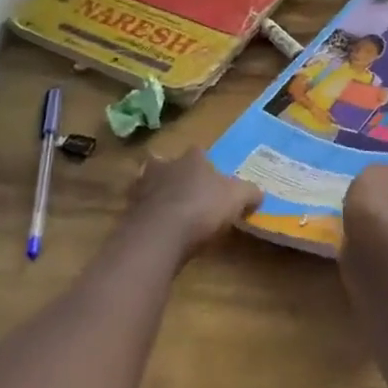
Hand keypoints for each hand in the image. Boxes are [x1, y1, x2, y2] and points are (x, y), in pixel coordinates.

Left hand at [123, 147, 262, 258]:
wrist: (160, 234)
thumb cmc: (203, 207)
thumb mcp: (238, 198)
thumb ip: (250, 193)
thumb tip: (258, 193)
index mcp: (192, 158)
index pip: (199, 152)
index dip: (206, 165)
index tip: (212, 180)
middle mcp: (165, 165)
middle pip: (169, 164)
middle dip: (176, 175)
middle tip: (187, 192)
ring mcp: (143, 187)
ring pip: (150, 184)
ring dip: (158, 194)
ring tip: (170, 212)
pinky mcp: (129, 211)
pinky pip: (141, 209)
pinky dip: (148, 216)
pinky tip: (158, 230)